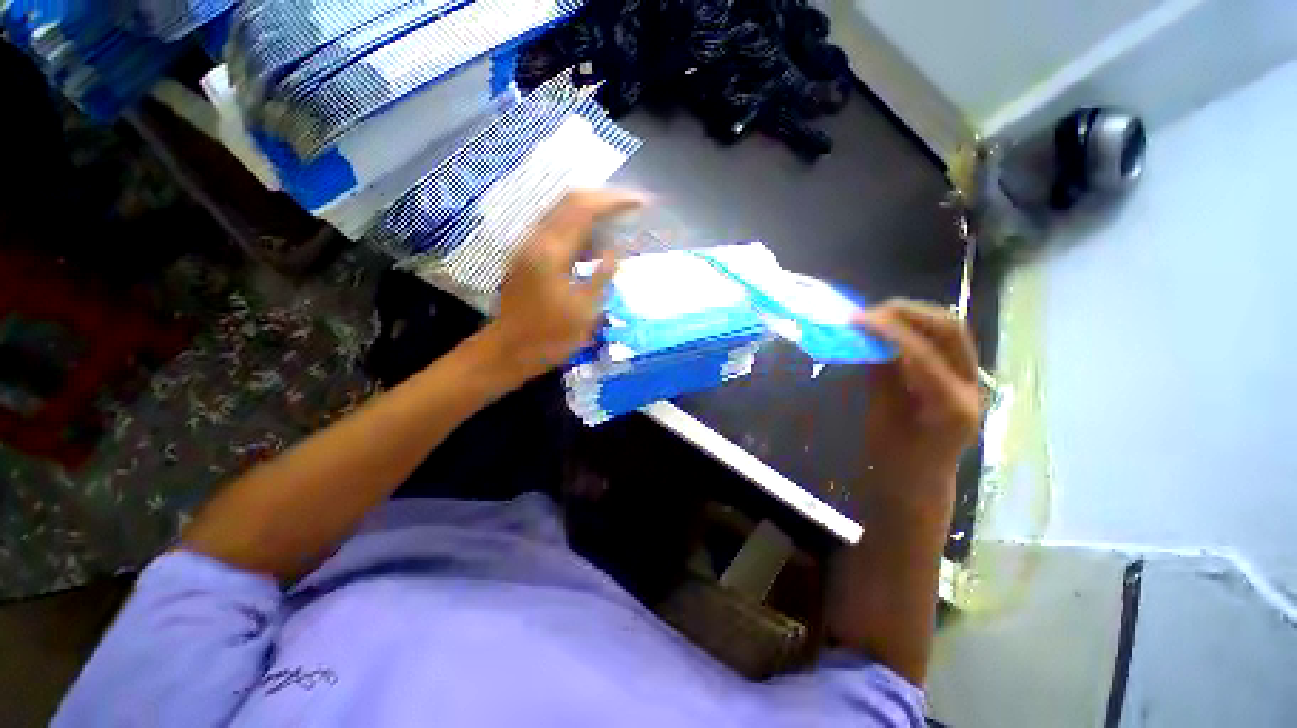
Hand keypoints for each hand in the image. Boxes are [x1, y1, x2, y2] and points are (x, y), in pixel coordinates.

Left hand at [482, 188, 644, 380]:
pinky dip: (580, 229)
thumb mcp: (585, 311)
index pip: (584, 208)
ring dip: (592, 212)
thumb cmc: (549, 337)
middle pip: (571, 200)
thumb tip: (616, 250)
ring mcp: (529, 246)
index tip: (641, 202)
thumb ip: (602, 275)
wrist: (509, 351)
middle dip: (604, 199)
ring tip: (620, 220)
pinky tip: (596, 244)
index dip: (615, 201)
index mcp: (551, 252)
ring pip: (563, 213)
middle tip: (632, 206)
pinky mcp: (528, 256)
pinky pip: (557, 230)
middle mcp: (536, 239)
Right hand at [856, 299, 980, 510]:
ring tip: (876, 316)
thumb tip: (867, 339)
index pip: (920, 353)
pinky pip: (939, 341)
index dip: (887, 331)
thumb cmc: (894, 461)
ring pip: (948, 330)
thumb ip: (880, 375)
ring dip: (912, 316)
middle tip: (869, 312)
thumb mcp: (881, 418)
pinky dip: (912, 329)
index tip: (856, 319)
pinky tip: (888, 330)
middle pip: (949, 329)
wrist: (918, 484)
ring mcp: (969, 381)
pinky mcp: (959, 378)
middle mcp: (969, 387)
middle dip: (908, 312)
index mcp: (950, 406)